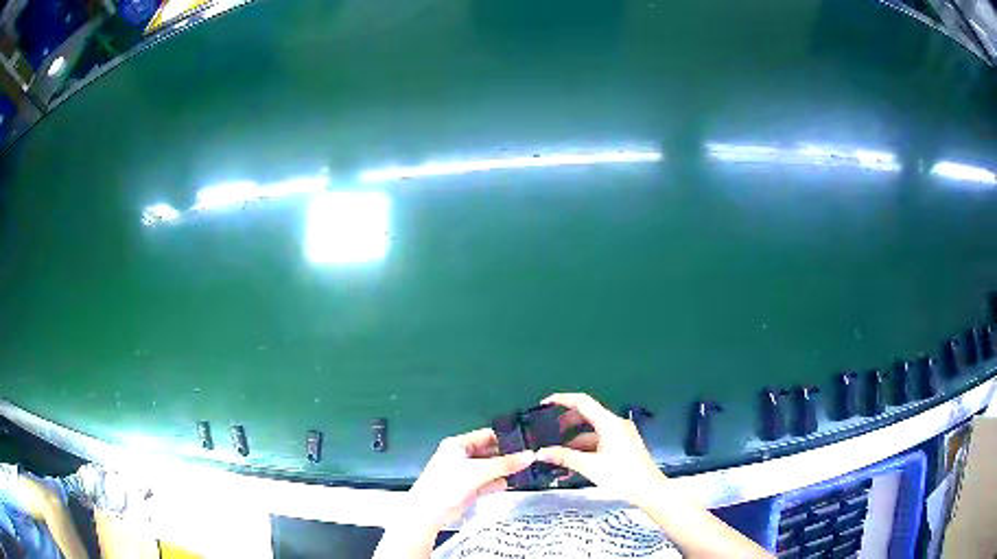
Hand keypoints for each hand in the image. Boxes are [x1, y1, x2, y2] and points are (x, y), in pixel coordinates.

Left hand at [405, 428, 534, 531]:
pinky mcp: (468, 489)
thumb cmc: (449, 484)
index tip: (529, 441)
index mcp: (459, 444)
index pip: (487, 435)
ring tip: (529, 469)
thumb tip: (531, 455)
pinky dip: (498, 482)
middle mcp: (461, 456)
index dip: (507, 437)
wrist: (429, 512)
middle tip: (533, 456)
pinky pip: (487, 482)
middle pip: (490, 452)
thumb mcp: (479, 471)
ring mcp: (465, 474)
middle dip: (508, 455)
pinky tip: (514, 483)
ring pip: (490, 468)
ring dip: (505, 470)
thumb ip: (506, 464)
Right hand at [536, 393, 667, 508]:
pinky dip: (586, 448)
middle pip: (587, 415)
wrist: (649, 490)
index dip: (562, 399)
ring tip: (558, 453)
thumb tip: (541, 453)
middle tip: (549, 431)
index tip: (544, 403)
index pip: (583, 402)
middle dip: (567, 422)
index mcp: (609, 423)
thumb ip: (564, 457)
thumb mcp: (590, 467)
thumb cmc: (622, 476)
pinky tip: (574, 463)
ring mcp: (621, 435)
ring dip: (575, 439)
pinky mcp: (623, 446)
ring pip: (593, 431)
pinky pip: (600, 441)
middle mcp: (616, 424)